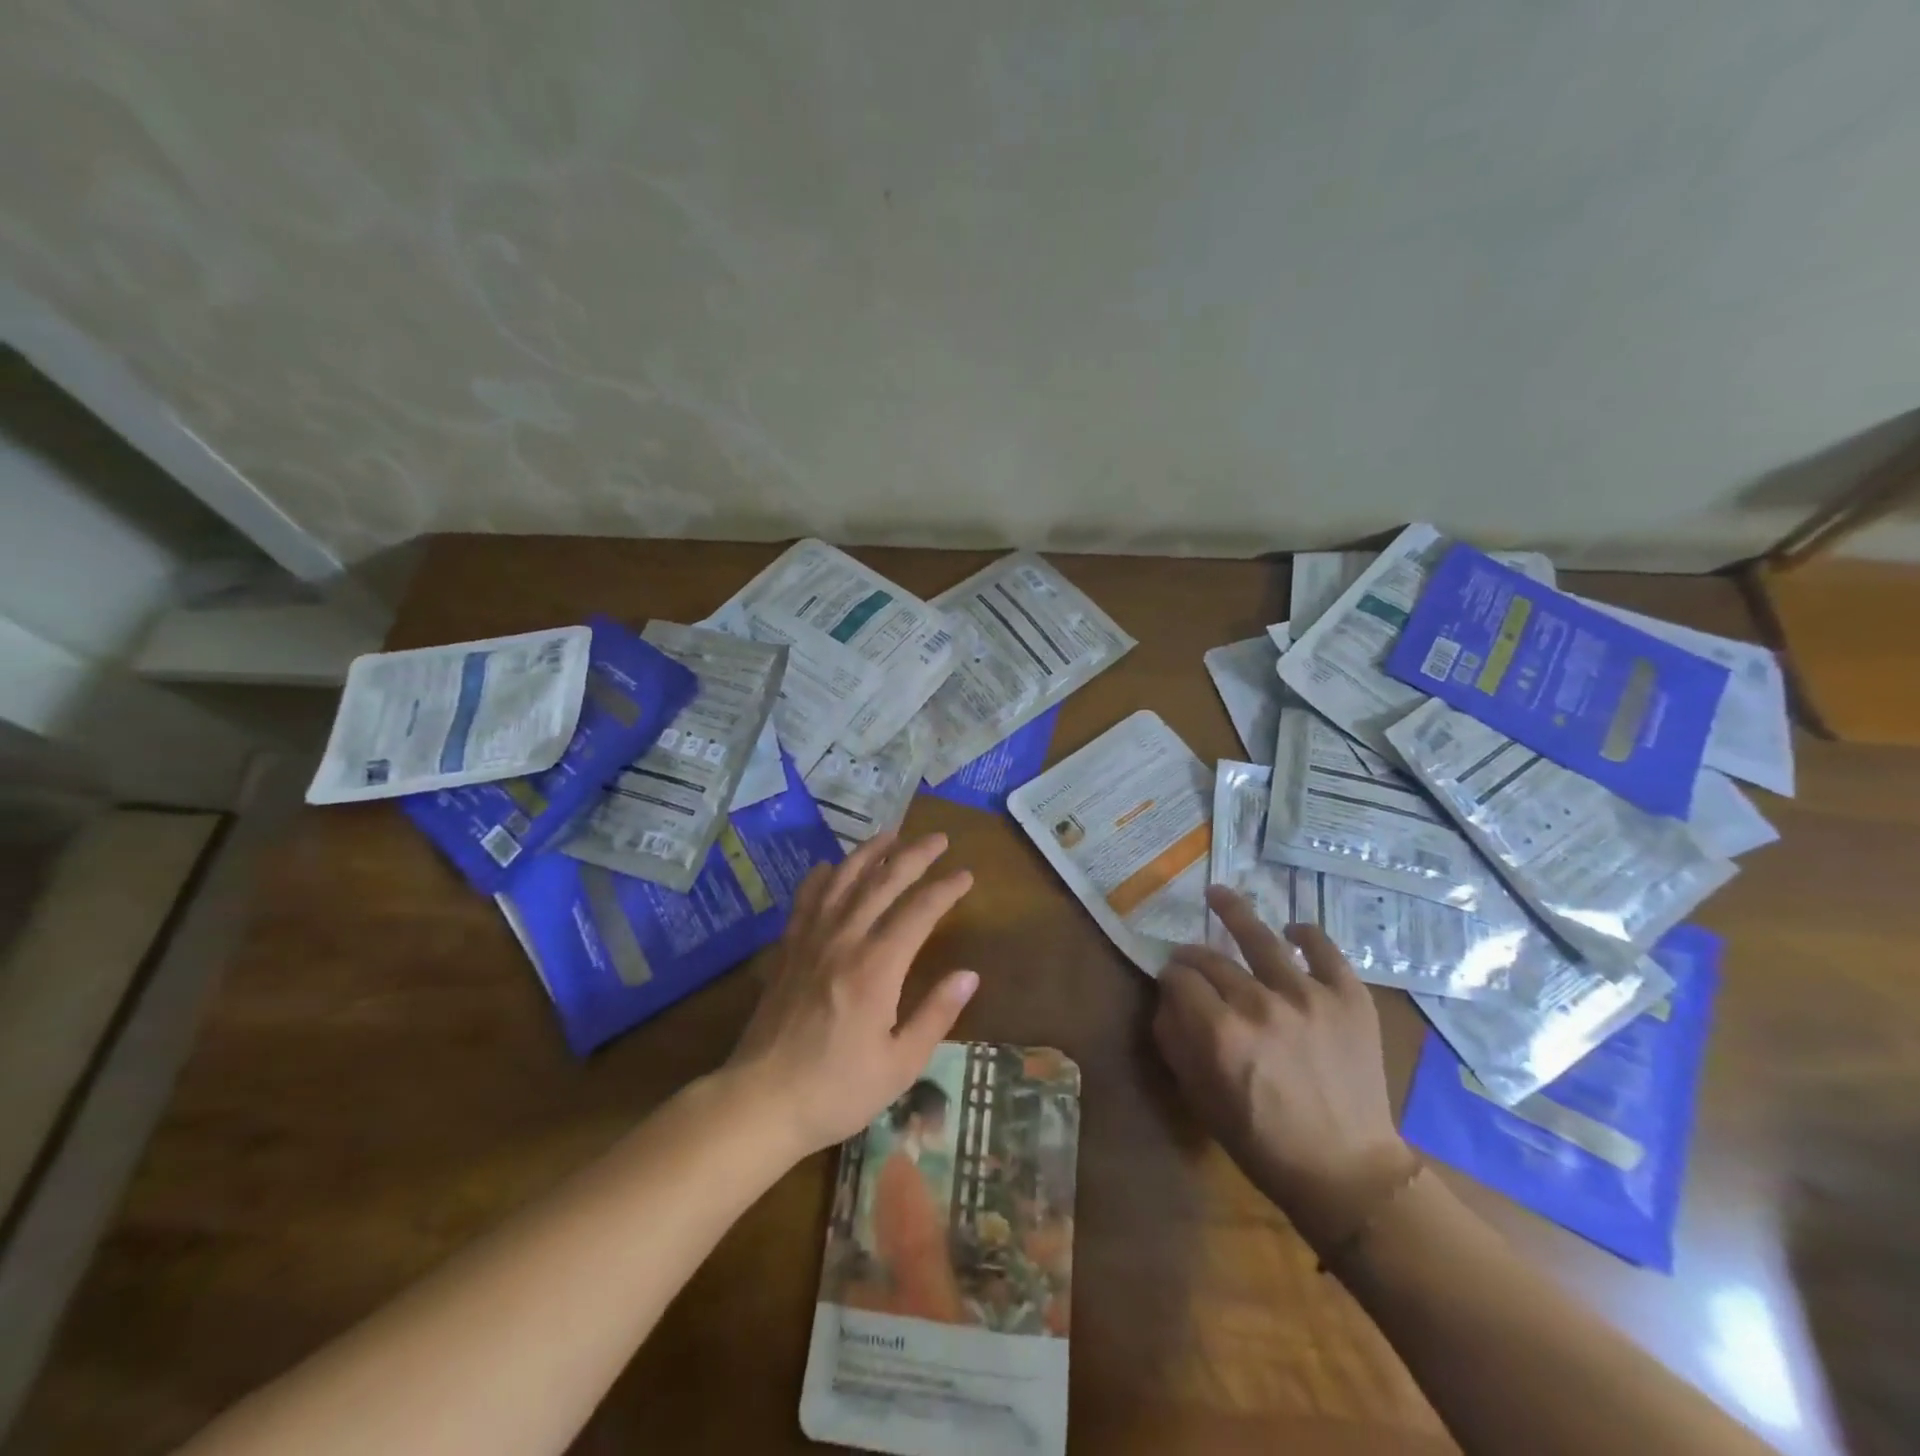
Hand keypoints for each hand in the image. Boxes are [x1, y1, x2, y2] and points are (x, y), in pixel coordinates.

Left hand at [727, 831, 977, 1157]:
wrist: (760, 1101)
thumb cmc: (837, 1089)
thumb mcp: (899, 1064)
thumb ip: (936, 1015)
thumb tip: (969, 975)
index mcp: (877, 967)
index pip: (919, 911)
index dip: (945, 888)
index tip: (965, 875)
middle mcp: (844, 940)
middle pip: (883, 883)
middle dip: (914, 855)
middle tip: (938, 839)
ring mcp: (811, 940)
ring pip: (844, 881)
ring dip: (870, 853)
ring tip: (891, 834)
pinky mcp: (787, 950)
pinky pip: (807, 900)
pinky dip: (822, 876)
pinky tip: (832, 866)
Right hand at [1154, 885, 1414, 1254]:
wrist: (1346, 1172)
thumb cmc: (1262, 1141)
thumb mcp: (1200, 1098)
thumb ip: (1175, 1041)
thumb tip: (1165, 1000)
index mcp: (1219, 1031)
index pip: (1179, 978)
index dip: (1169, 976)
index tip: (1171, 982)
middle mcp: (1259, 1003)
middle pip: (1211, 958)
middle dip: (1193, 955)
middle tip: (1191, 959)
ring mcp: (1307, 995)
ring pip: (1260, 938)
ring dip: (1233, 911)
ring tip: (1217, 893)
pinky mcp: (1348, 997)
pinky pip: (1323, 949)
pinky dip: (1305, 934)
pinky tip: (1291, 930)